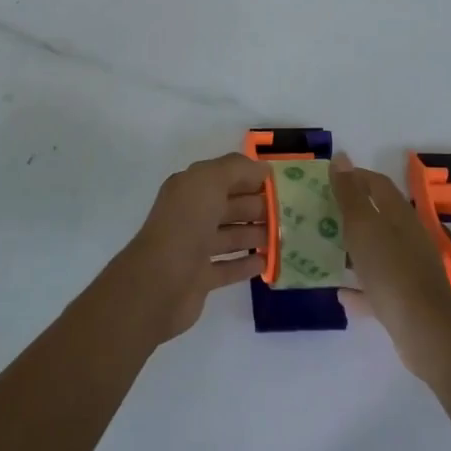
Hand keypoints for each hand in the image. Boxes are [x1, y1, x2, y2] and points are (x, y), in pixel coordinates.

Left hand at [121, 154, 268, 340]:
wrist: (159, 282)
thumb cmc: (185, 224)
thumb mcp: (209, 181)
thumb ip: (237, 168)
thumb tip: (263, 168)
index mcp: (190, 189)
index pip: (225, 177)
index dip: (251, 178)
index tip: (282, 184)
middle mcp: (190, 215)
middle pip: (230, 206)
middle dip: (258, 207)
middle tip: (292, 213)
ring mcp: (194, 248)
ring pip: (230, 236)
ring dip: (256, 234)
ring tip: (285, 236)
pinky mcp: (200, 278)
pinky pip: (228, 267)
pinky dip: (246, 263)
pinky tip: (267, 262)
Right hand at [330, 152, 450, 384]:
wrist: (426, 332)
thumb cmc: (391, 271)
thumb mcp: (363, 227)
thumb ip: (349, 194)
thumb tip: (341, 157)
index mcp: (399, 215)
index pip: (377, 184)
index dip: (353, 177)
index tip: (326, 180)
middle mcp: (407, 237)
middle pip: (377, 216)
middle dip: (349, 213)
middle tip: (319, 214)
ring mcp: (409, 268)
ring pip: (377, 250)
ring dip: (353, 249)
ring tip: (324, 251)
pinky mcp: (406, 298)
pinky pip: (377, 285)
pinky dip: (359, 286)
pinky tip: (341, 293)